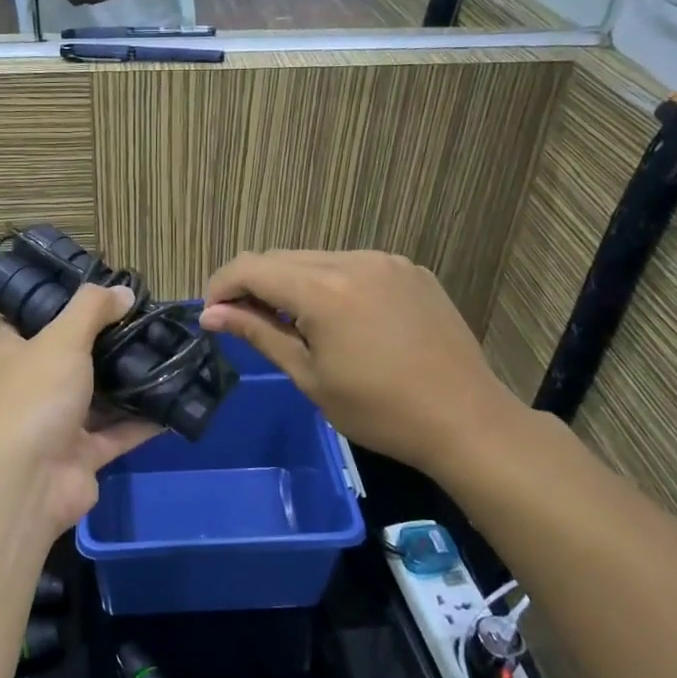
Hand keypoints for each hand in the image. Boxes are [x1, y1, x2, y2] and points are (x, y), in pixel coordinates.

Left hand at [0, 284, 160, 543]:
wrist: (24, 486)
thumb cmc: (33, 400)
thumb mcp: (61, 340)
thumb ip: (92, 310)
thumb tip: (123, 291)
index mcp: (12, 353)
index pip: (31, 317)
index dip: (61, 301)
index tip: (100, 288)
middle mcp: (31, 386)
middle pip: (72, 356)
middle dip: (107, 341)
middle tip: (148, 319)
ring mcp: (56, 423)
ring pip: (98, 396)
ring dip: (128, 381)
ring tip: (168, 353)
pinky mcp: (81, 456)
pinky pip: (118, 432)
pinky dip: (143, 421)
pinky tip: (175, 400)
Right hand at [199, 250, 526, 480]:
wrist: (466, 420)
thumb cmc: (379, 411)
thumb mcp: (309, 376)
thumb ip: (259, 334)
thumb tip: (211, 314)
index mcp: (324, 289)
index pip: (251, 267)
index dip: (221, 285)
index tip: (211, 314)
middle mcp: (354, 260)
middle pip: (281, 257)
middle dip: (254, 284)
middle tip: (245, 323)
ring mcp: (387, 261)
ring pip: (317, 259)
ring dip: (292, 283)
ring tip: (294, 325)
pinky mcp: (411, 270)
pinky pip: (354, 266)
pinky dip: (332, 283)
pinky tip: (342, 320)